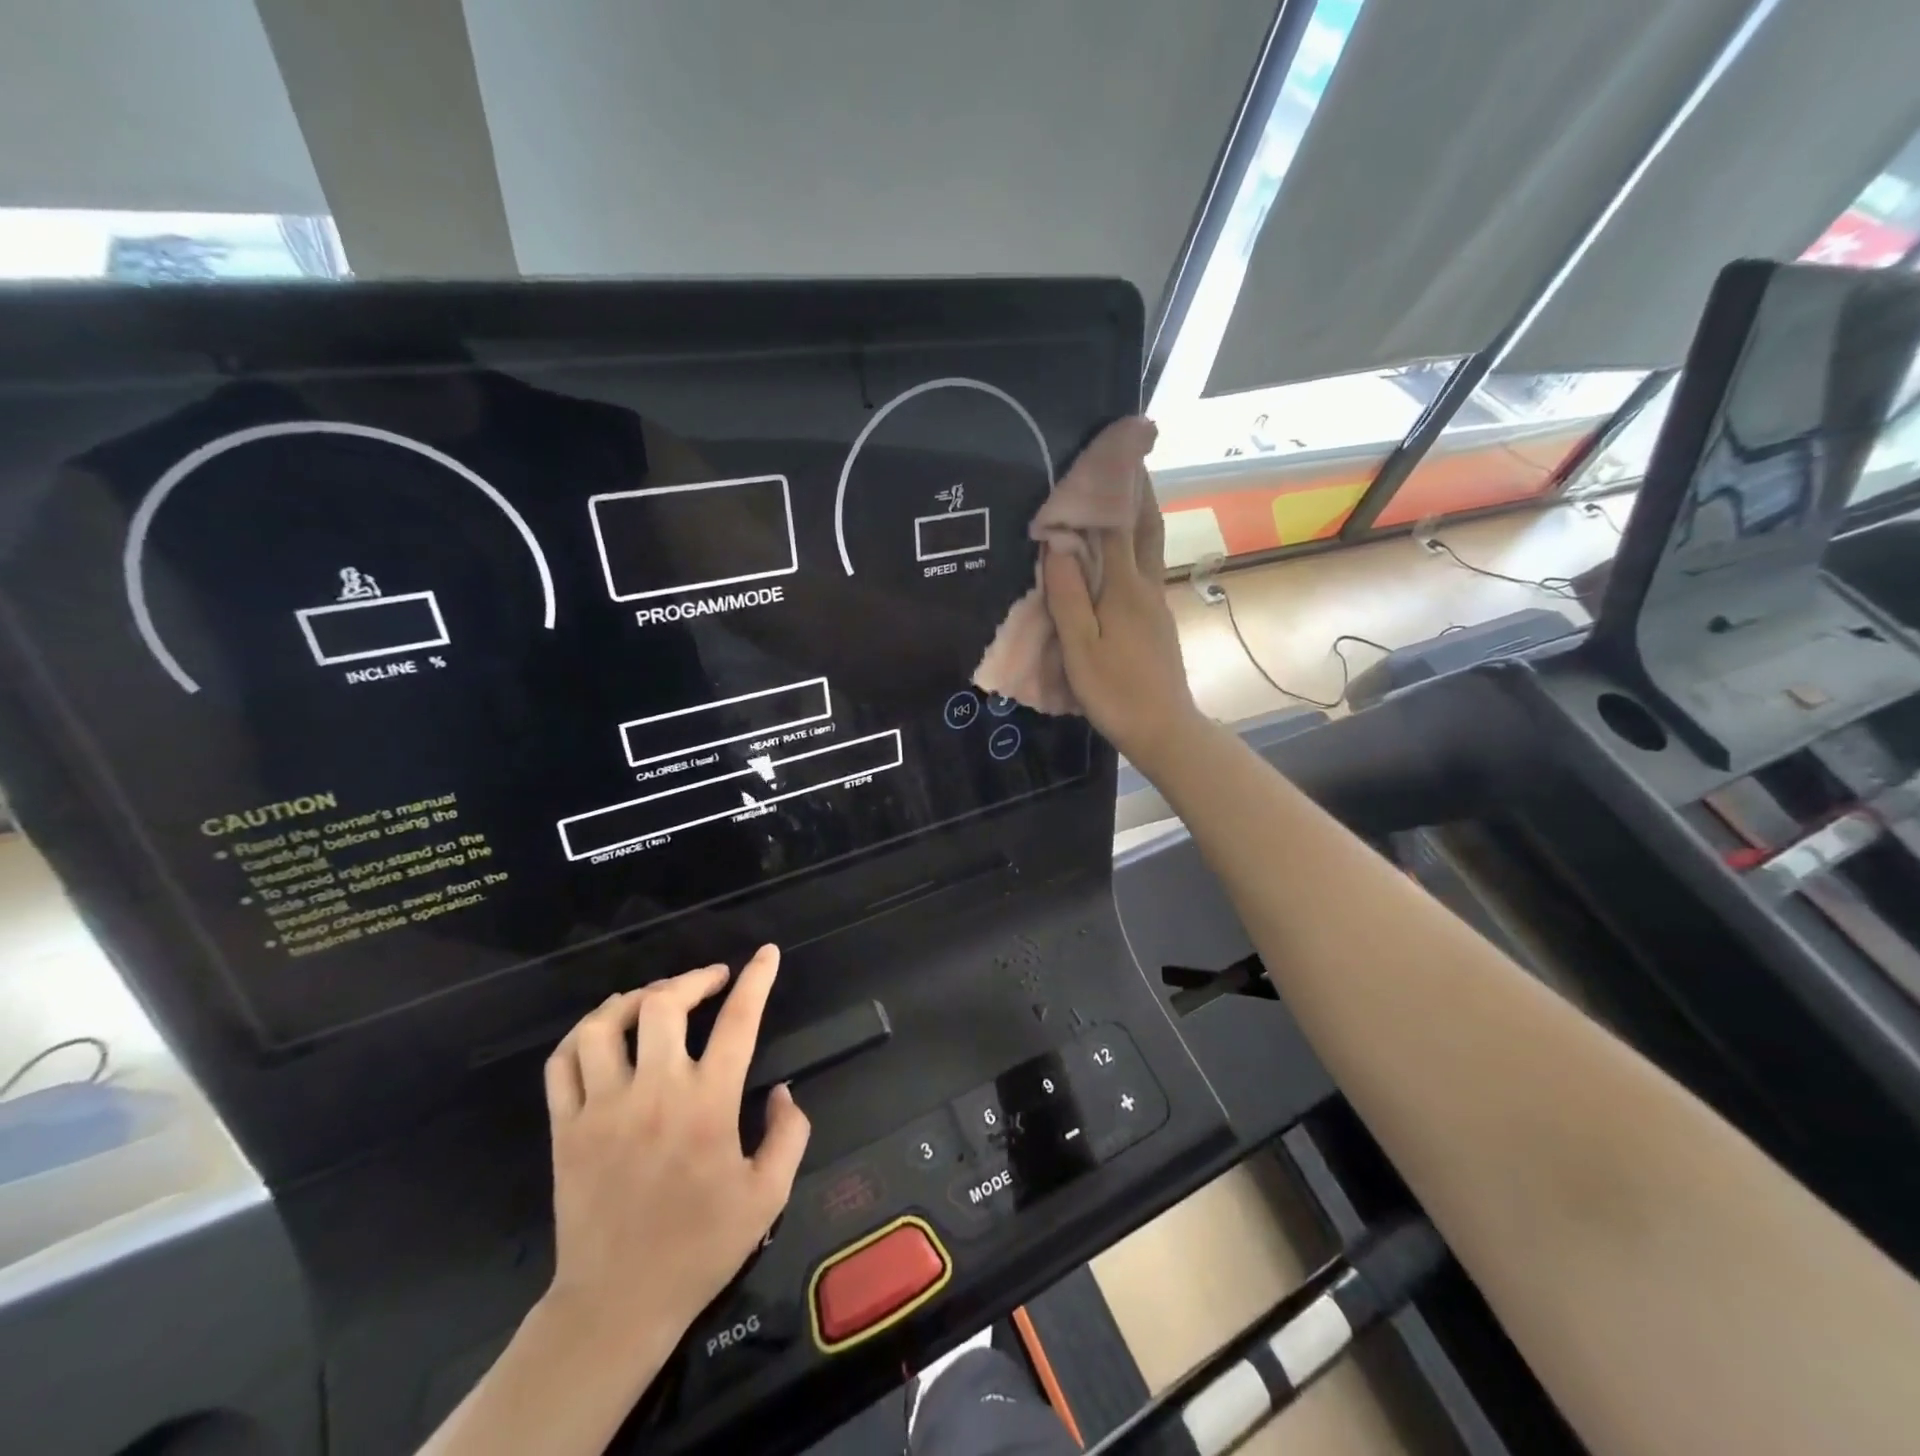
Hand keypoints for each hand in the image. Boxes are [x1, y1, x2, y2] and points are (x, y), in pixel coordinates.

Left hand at [541, 946, 809, 1352]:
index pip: (737, 1021)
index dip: (756, 979)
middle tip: (710, 979)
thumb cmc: (700, 1248)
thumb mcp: (769, 1195)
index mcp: (708, 1105)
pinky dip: (583, 1033)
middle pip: (664, 1005)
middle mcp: (654, 1093)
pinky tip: (604, 1030)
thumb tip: (783, 1091)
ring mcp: (602, 1108)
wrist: (617, 1304)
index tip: (766, 953)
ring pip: (606, 1025)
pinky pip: (563, 1062)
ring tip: (655, 998)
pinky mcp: (565, 1129)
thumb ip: (789, 1134)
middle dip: (692, 979)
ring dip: (634, 998)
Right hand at [1042, 423, 1205, 774]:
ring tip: (1125, 492)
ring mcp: (1156, 604)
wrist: (1165, 728)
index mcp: (1124, 589)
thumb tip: (1058, 545)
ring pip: (1149, 548)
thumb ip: (1068, 597)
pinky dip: (1134, 546)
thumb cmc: (1116, 692)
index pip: (1118, 526)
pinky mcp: (1157, 621)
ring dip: (1140, 515)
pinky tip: (1121, 553)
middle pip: (1146, 528)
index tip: (1108, 452)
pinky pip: (1144, 570)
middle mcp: (1146, 587)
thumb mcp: (1081, 649)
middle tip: (1128, 458)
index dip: (1112, 488)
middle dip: (1138, 490)